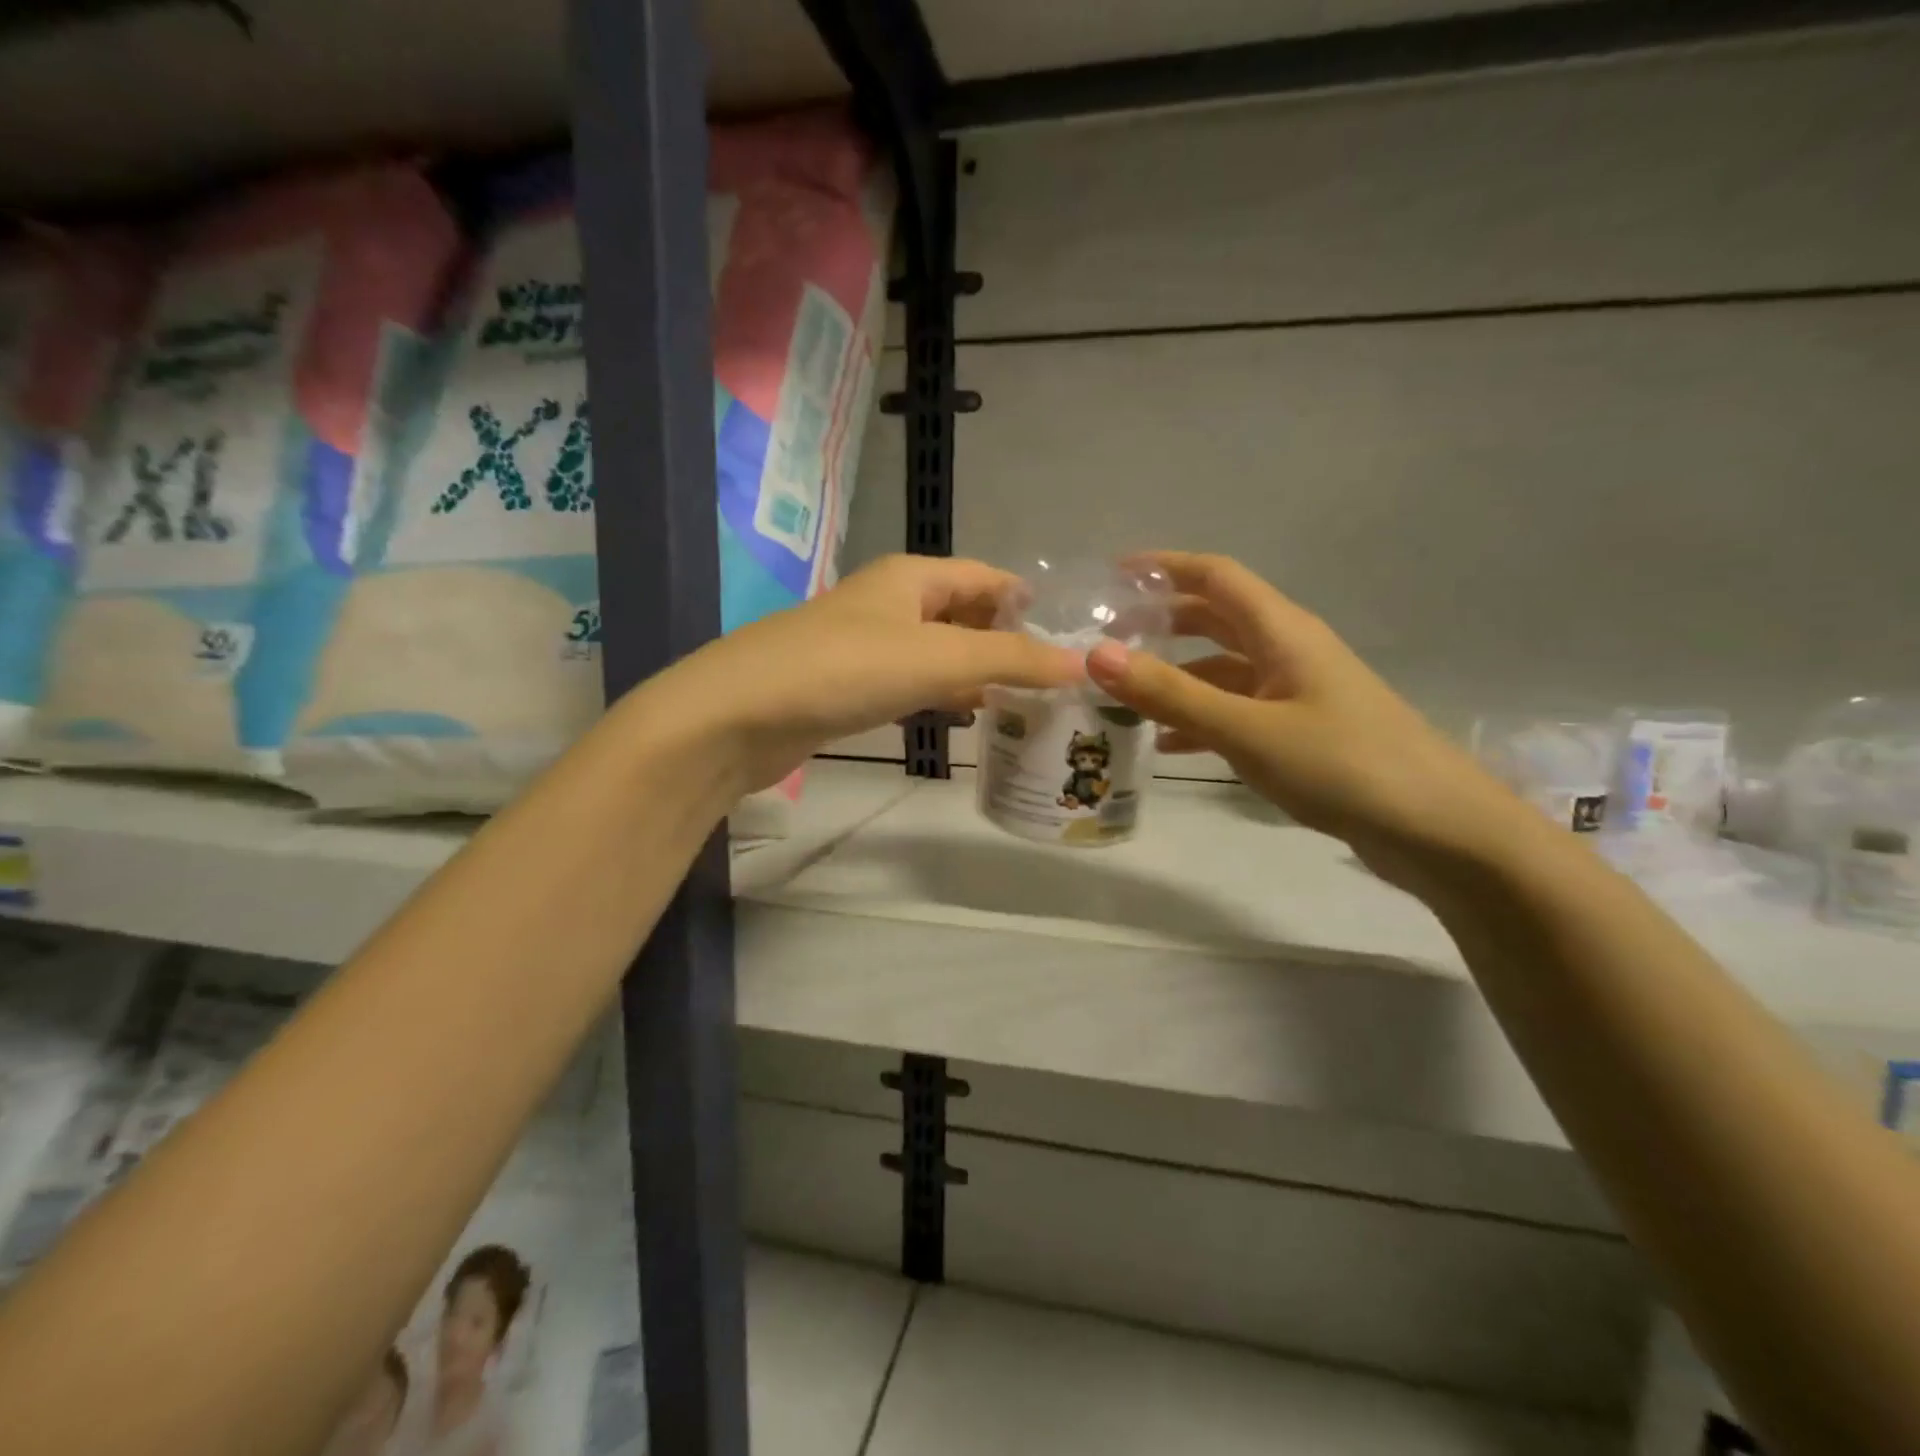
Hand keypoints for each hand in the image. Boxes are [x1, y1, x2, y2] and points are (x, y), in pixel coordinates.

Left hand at [642, 554, 1082, 793]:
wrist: (738, 716)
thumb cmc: (844, 670)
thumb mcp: (938, 658)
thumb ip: (1011, 660)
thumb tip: (1082, 663)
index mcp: (911, 577)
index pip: (985, 576)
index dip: (1026, 601)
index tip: (1070, 635)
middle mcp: (889, 603)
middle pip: (963, 613)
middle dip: (1006, 640)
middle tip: (1055, 678)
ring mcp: (865, 646)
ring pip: (937, 652)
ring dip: (976, 671)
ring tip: (1024, 701)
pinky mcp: (847, 687)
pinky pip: (910, 683)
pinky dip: (941, 696)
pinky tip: (963, 717)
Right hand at [1084, 552, 1534, 883]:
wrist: (1439, 831)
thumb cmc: (1344, 766)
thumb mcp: (1247, 729)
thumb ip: (1171, 694)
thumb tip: (1095, 654)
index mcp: (1283, 632)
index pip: (1216, 576)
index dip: (1165, 567)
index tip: (1111, 576)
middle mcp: (1289, 652)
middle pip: (1216, 619)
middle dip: (1162, 622)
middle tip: (1107, 638)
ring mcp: (1297, 694)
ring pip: (1223, 670)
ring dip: (1176, 675)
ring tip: (1122, 695)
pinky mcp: (1302, 733)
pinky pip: (1237, 712)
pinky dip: (1199, 719)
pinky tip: (1167, 746)